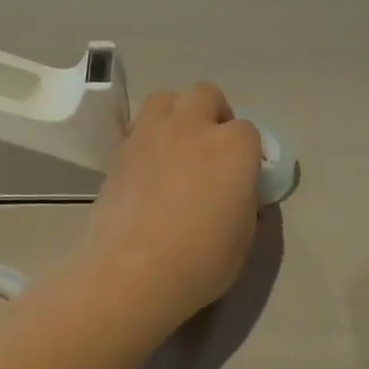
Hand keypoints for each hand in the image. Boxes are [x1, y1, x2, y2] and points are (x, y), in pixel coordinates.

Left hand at [81, 82, 262, 328]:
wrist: (134, 273)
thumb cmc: (202, 260)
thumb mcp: (244, 236)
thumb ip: (246, 202)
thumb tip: (239, 193)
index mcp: (233, 146)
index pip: (248, 130)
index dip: (247, 152)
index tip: (241, 176)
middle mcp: (193, 128)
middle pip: (206, 95)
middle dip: (213, 114)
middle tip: (211, 148)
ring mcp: (151, 135)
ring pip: (165, 98)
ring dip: (176, 113)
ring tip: (176, 145)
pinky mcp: (119, 152)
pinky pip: (137, 127)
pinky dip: (147, 137)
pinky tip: (149, 167)